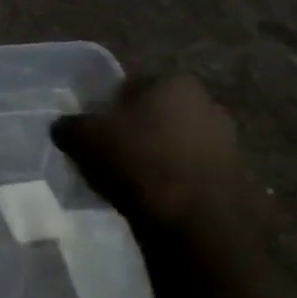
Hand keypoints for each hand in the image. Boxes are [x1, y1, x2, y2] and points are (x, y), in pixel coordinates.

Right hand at [51, 75, 243, 232]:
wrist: (194, 216)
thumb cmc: (136, 160)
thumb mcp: (82, 137)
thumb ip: (69, 125)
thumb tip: (65, 126)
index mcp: (172, 81)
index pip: (128, 86)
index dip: (105, 107)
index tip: (91, 129)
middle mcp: (205, 101)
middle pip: (152, 113)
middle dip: (132, 130)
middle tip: (105, 152)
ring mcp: (224, 137)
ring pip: (170, 141)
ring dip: (151, 154)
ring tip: (125, 178)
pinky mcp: (231, 172)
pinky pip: (186, 168)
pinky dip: (168, 177)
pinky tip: (149, 194)